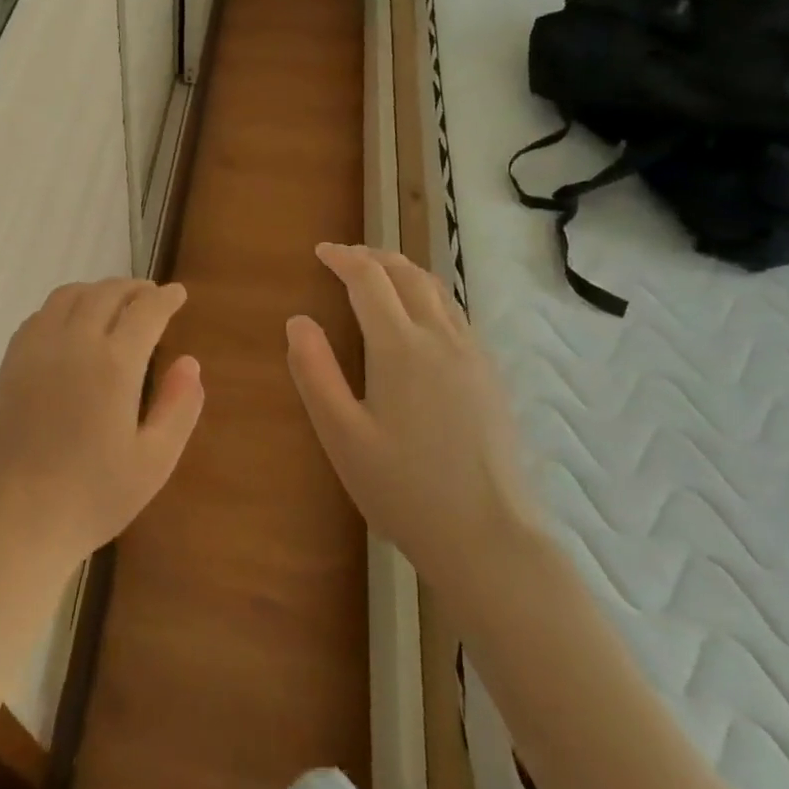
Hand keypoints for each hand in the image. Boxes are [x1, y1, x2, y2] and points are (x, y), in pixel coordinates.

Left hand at [0, 279, 203, 574]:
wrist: (17, 519)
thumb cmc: (93, 496)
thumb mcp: (154, 461)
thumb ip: (179, 407)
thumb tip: (190, 362)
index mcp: (113, 364)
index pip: (145, 310)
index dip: (165, 297)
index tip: (178, 293)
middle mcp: (73, 342)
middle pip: (106, 293)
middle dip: (134, 288)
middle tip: (151, 295)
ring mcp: (36, 349)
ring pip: (69, 295)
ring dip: (97, 290)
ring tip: (114, 302)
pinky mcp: (10, 362)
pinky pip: (40, 315)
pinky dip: (64, 306)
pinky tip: (71, 323)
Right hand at [285, 244, 542, 610]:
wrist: (489, 537)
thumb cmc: (403, 488)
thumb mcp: (341, 434)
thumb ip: (314, 371)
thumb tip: (298, 320)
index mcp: (400, 347)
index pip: (369, 280)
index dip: (343, 258)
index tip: (321, 251)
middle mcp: (441, 338)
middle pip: (408, 275)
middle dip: (374, 256)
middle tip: (345, 256)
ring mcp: (473, 356)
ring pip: (437, 291)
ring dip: (404, 271)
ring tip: (379, 274)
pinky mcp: (491, 376)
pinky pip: (456, 314)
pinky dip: (428, 296)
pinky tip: (419, 318)